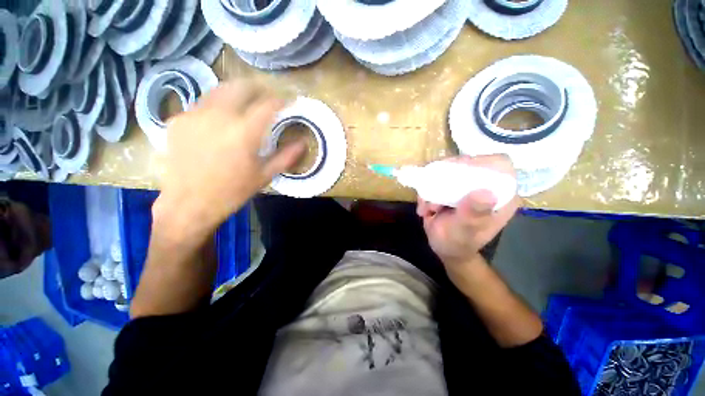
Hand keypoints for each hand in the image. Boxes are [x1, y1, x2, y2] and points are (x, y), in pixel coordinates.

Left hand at [154, 80, 304, 241]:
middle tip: (268, 96)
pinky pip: (204, 104)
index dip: (282, 99)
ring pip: (221, 89)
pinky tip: (222, 121)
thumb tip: (303, 143)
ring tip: (247, 104)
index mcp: (244, 132)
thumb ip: (286, 156)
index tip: (289, 100)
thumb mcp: (265, 175)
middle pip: (242, 86)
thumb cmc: (232, 192)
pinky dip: (219, 106)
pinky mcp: (178, 119)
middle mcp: (219, 115)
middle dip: (259, 87)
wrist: (188, 203)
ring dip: (238, 93)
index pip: (268, 104)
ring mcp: (195, 114)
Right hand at [417, 155, 519, 267]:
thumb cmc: (458, 243)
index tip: (456, 174)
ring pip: (447, 171)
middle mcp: (486, 186)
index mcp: (502, 196)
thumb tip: (486, 193)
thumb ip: (473, 214)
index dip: (478, 163)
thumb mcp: (465, 232)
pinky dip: (426, 192)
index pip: (498, 165)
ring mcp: (467, 186)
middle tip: (432, 195)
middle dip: (445, 179)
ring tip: (428, 209)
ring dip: (431, 188)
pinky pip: (435, 179)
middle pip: (468, 163)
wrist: (444, 248)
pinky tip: (425, 209)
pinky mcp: (452, 188)